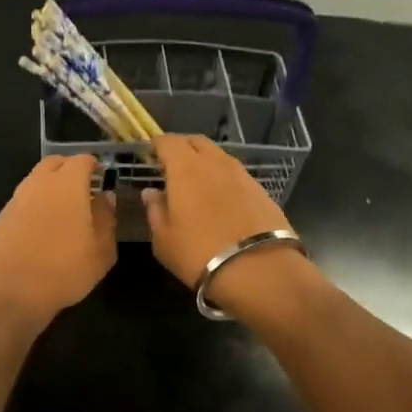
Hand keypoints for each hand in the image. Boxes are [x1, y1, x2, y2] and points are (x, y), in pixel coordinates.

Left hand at [0, 156, 116, 332]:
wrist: (7, 293)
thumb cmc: (63, 271)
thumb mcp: (100, 251)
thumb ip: (106, 219)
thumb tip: (105, 198)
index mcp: (67, 184)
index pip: (82, 160)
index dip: (94, 166)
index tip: (102, 177)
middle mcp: (38, 184)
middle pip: (55, 163)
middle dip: (70, 169)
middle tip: (85, 188)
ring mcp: (16, 199)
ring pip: (36, 180)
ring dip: (51, 186)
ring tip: (66, 210)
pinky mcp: (1, 218)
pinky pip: (24, 200)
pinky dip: (36, 204)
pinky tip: (44, 227)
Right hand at [143, 136, 310, 315]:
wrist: (258, 269)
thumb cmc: (199, 253)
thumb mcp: (164, 239)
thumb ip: (155, 210)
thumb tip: (151, 193)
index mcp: (185, 168)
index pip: (168, 142)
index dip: (157, 145)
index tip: (150, 153)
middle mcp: (214, 162)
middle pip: (196, 141)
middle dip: (182, 147)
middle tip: (172, 164)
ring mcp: (241, 174)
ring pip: (218, 156)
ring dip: (205, 162)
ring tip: (197, 182)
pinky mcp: (260, 189)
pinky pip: (235, 174)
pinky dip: (223, 178)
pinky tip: (221, 198)